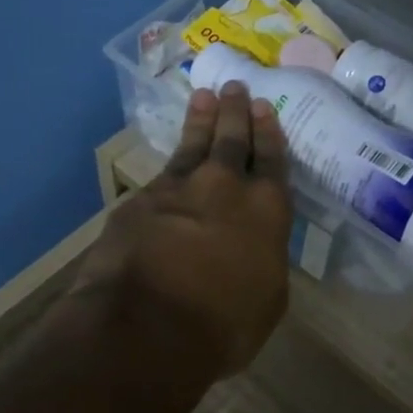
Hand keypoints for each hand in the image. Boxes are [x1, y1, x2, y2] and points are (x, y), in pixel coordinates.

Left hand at [73, 83, 292, 375]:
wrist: (147, 325)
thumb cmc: (223, 325)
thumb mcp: (266, 300)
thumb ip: (263, 260)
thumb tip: (254, 249)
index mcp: (266, 210)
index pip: (272, 161)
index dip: (269, 133)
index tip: (265, 108)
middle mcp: (224, 187)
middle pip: (232, 139)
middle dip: (236, 112)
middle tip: (236, 87)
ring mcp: (177, 189)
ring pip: (193, 145)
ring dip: (201, 120)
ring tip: (204, 97)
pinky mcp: (140, 201)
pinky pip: (159, 176)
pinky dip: (168, 166)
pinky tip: (167, 165)